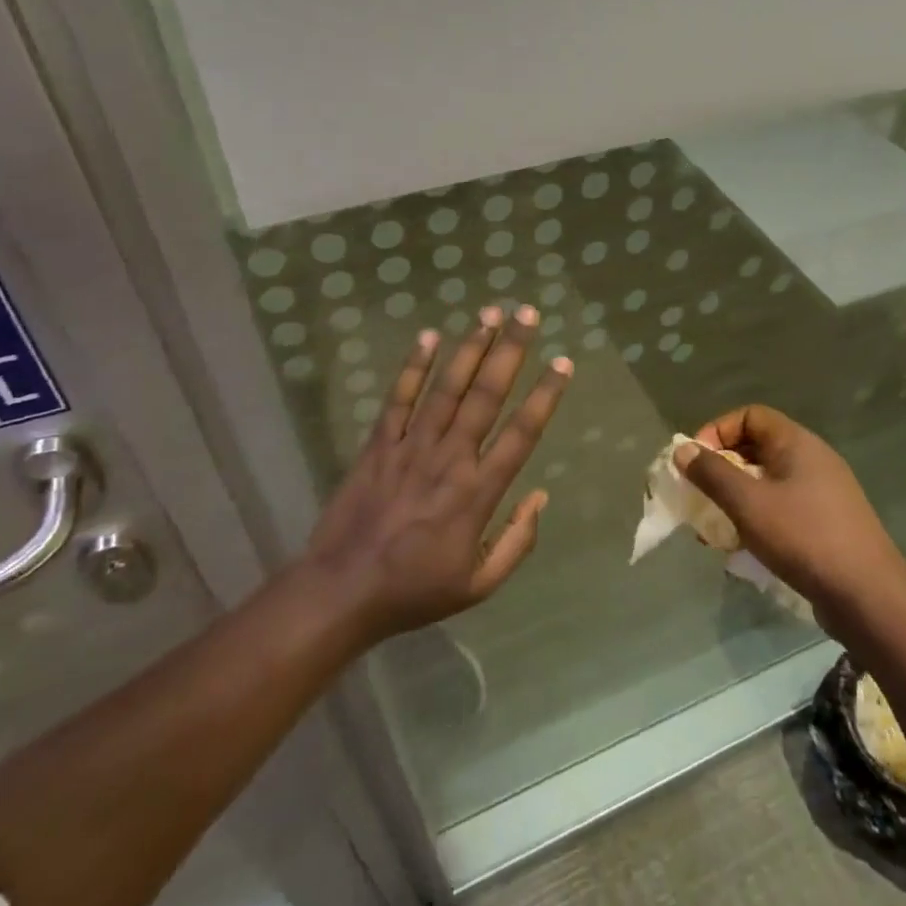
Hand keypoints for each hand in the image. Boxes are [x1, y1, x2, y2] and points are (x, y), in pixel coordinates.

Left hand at [305, 305, 571, 644]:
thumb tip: (541, 496)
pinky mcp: (378, 444)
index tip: (563, 363)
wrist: (342, 592)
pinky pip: (399, 399)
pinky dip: (414, 367)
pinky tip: (429, 336)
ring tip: (489, 312)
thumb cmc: (415, 591)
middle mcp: (450, 458)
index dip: (545, 395)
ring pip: (447, 387)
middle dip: (510, 351)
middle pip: (486, 395)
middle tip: (527, 313)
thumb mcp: (478, 585)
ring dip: (470, 347)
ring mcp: (411, 446)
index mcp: (478, 492)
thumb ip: (517, 542)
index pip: (522, 433)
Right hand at [673, 406, 905, 624]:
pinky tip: (745, 549)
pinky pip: (783, 507)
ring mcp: (824, 492)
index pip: (750, 415)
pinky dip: (759, 519)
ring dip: (737, 499)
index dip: (718, 430)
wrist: (868, 596)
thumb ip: (712, 474)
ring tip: (716, 530)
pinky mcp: (828, 523)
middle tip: (701, 496)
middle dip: (723, 469)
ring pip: (768, 481)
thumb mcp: (748, 503)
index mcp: (797, 443)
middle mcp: (812, 459)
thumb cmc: (804, 537)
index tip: (696, 461)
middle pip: (757, 447)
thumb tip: (682, 449)